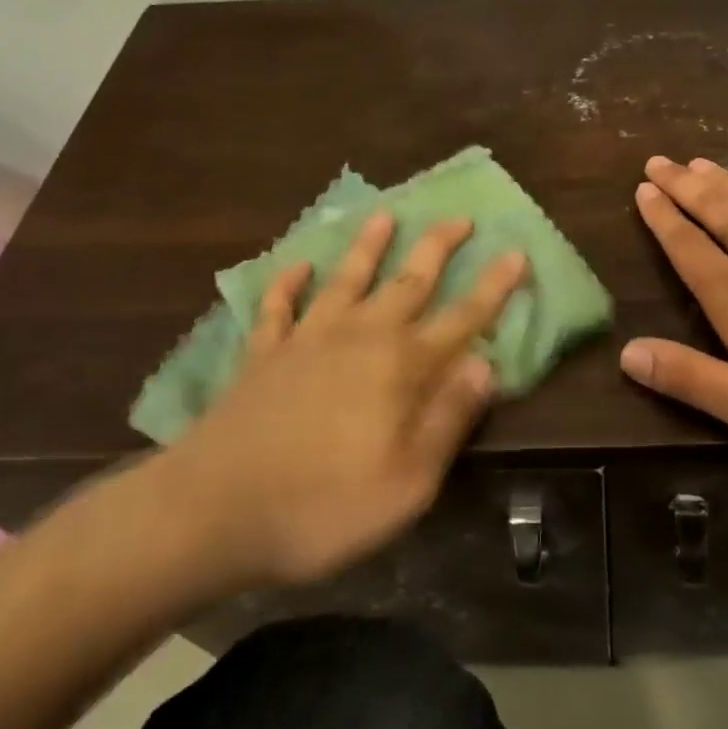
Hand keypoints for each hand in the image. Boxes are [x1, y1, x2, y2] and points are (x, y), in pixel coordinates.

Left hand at [135, 213, 527, 594]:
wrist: (211, 513)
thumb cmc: (323, 507)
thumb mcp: (408, 483)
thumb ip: (449, 418)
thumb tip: (486, 364)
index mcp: (401, 368)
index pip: (462, 319)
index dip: (493, 287)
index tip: (516, 252)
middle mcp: (359, 338)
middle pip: (408, 281)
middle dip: (438, 247)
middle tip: (460, 217)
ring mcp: (306, 340)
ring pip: (346, 279)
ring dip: (368, 246)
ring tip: (384, 215)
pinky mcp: (262, 355)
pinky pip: (278, 307)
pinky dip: (288, 283)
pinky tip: (296, 266)